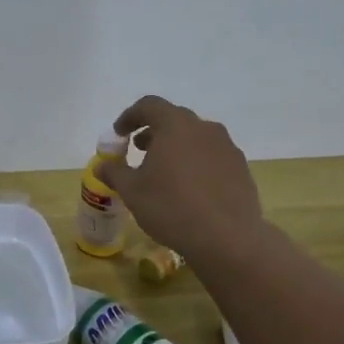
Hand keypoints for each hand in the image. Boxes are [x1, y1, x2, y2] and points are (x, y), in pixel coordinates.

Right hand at [96, 96, 265, 263]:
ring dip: (176, 147)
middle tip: (139, 150)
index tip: (119, 134)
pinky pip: (212, 156)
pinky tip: (189, 188)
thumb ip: (115, 173)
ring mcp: (226, 147)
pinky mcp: (240, 168)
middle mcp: (204, 128)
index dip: (130, 116)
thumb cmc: (171, 207)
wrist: (228, 238)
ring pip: (195, 137)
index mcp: (175, 126)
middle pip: (174, 119)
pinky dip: (196, 162)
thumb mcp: (132, 191)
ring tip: (164, 171)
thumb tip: (102, 166)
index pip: (149, 105)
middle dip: (153, 131)